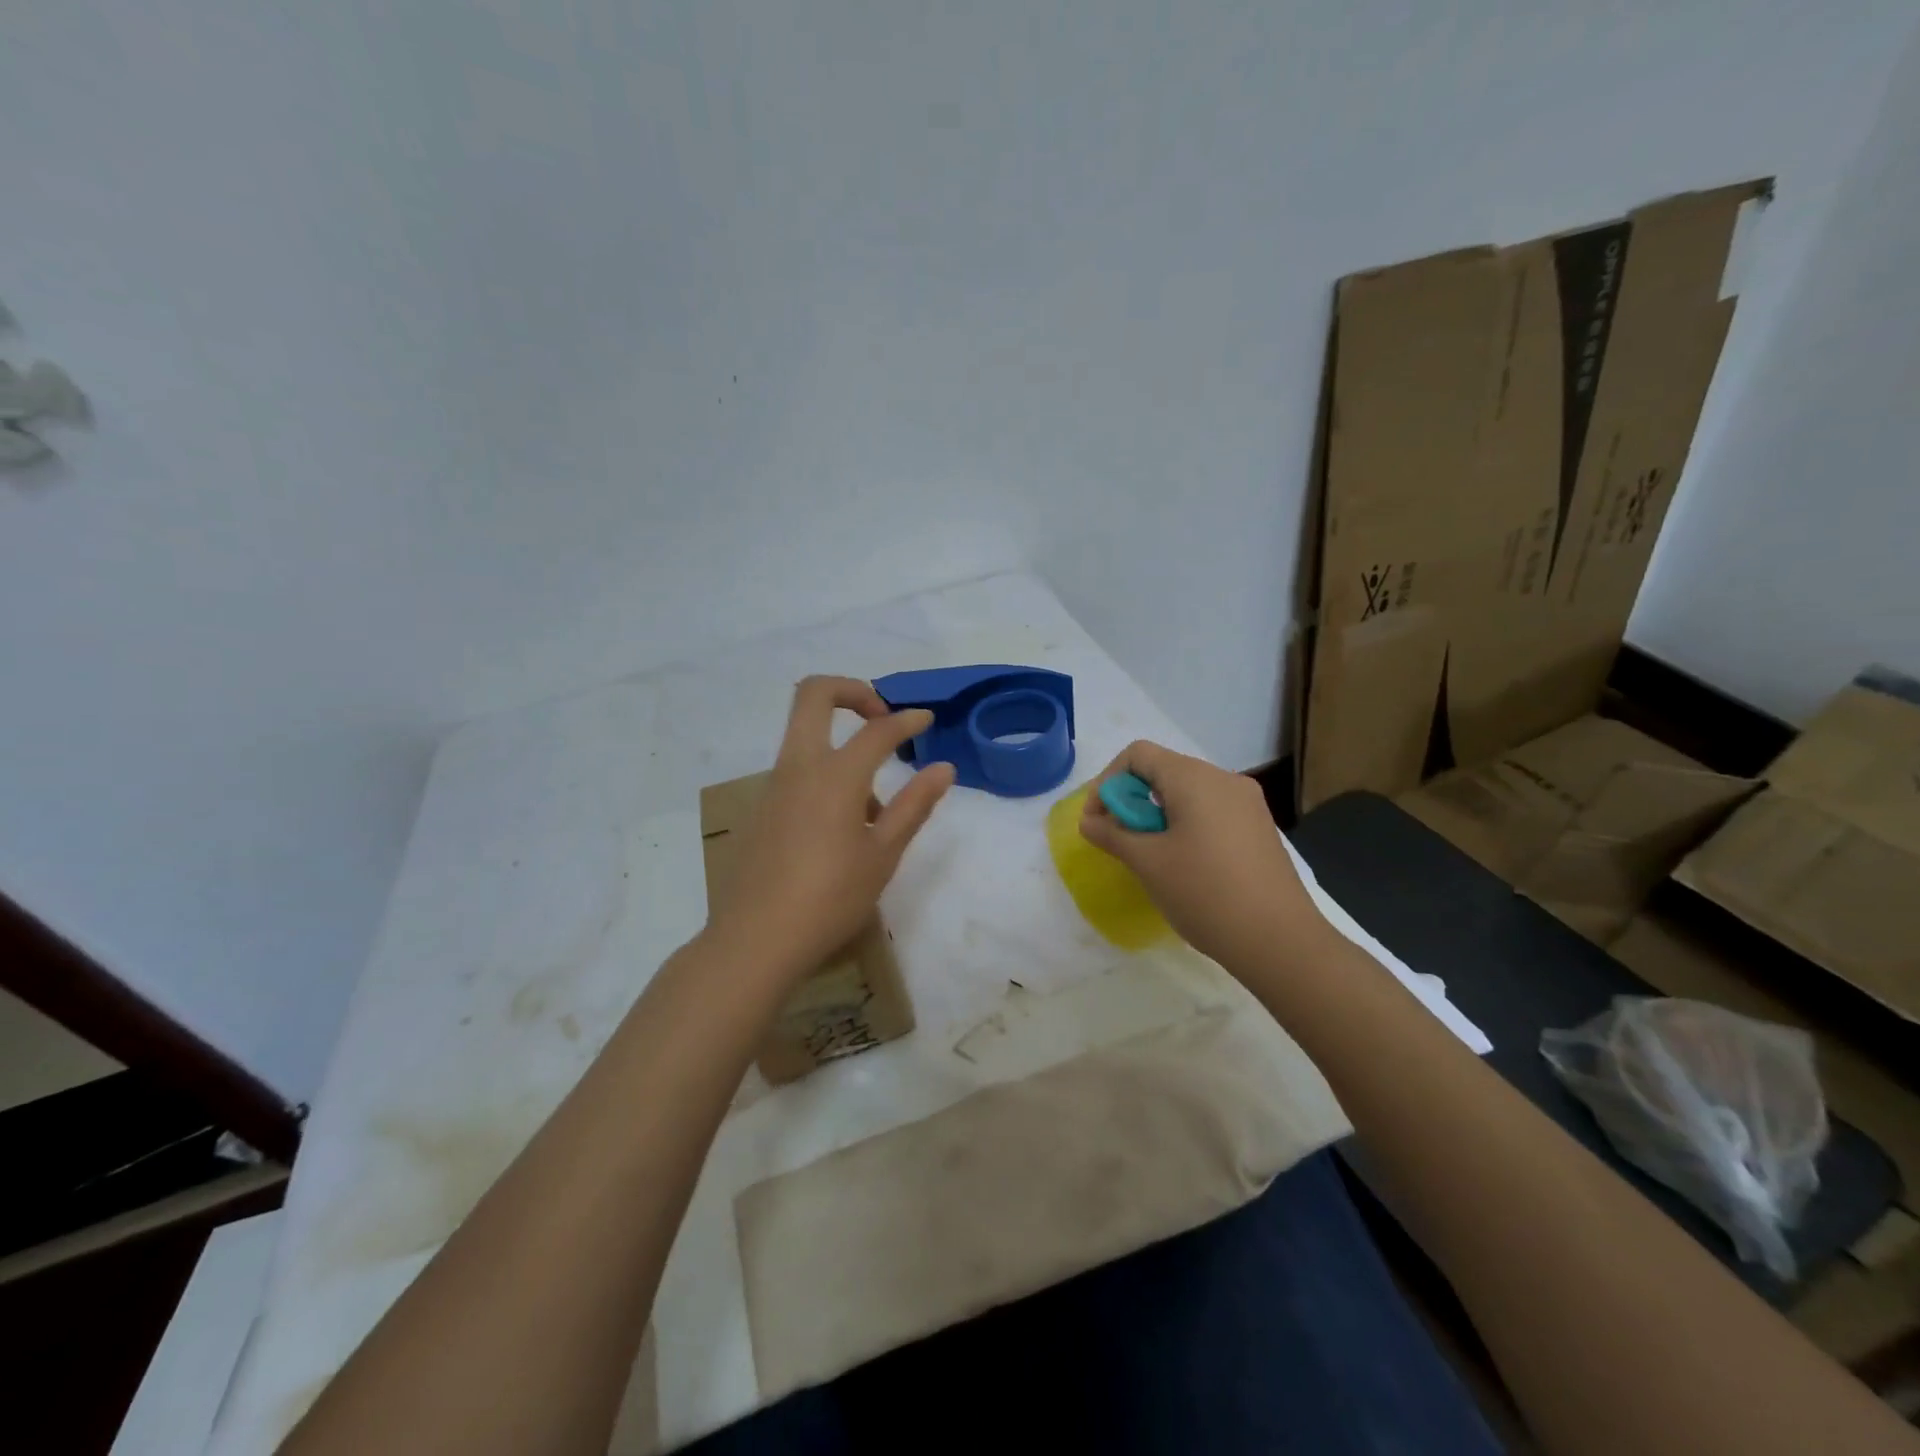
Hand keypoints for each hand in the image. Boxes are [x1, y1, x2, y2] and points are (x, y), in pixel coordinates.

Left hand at [706, 676, 954, 983]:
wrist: (755, 941)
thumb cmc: (830, 899)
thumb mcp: (883, 855)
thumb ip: (914, 805)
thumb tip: (943, 768)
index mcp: (835, 775)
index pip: (877, 730)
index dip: (907, 720)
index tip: (926, 720)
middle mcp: (799, 767)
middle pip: (814, 694)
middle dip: (852, 691)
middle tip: (881, 718)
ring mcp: (773, 786)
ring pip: (805, 737)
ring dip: (841, 747)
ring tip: (872, 811)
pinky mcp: (760, 809)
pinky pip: (795, 773)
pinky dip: (824, 778)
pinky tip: (840, 832)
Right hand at [1079, 740, 1328, 969]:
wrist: (1279, 940)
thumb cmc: (1205, 893)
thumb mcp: (1147, 863)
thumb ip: (1112, 835)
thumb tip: (1089, 822)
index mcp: (1195, 778)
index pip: (1138, 754)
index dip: (1108, 781)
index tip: (1099, 820)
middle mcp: (1224, 780)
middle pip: (1163, 770)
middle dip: (1131, 799)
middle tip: (1119, 840)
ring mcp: (1247, 804)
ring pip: (1187, 792)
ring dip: (1157, 814)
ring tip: (1149, 855)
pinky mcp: (1258, 828)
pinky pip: (1210, 811)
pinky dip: (1184, 824)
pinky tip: (1183, 864)